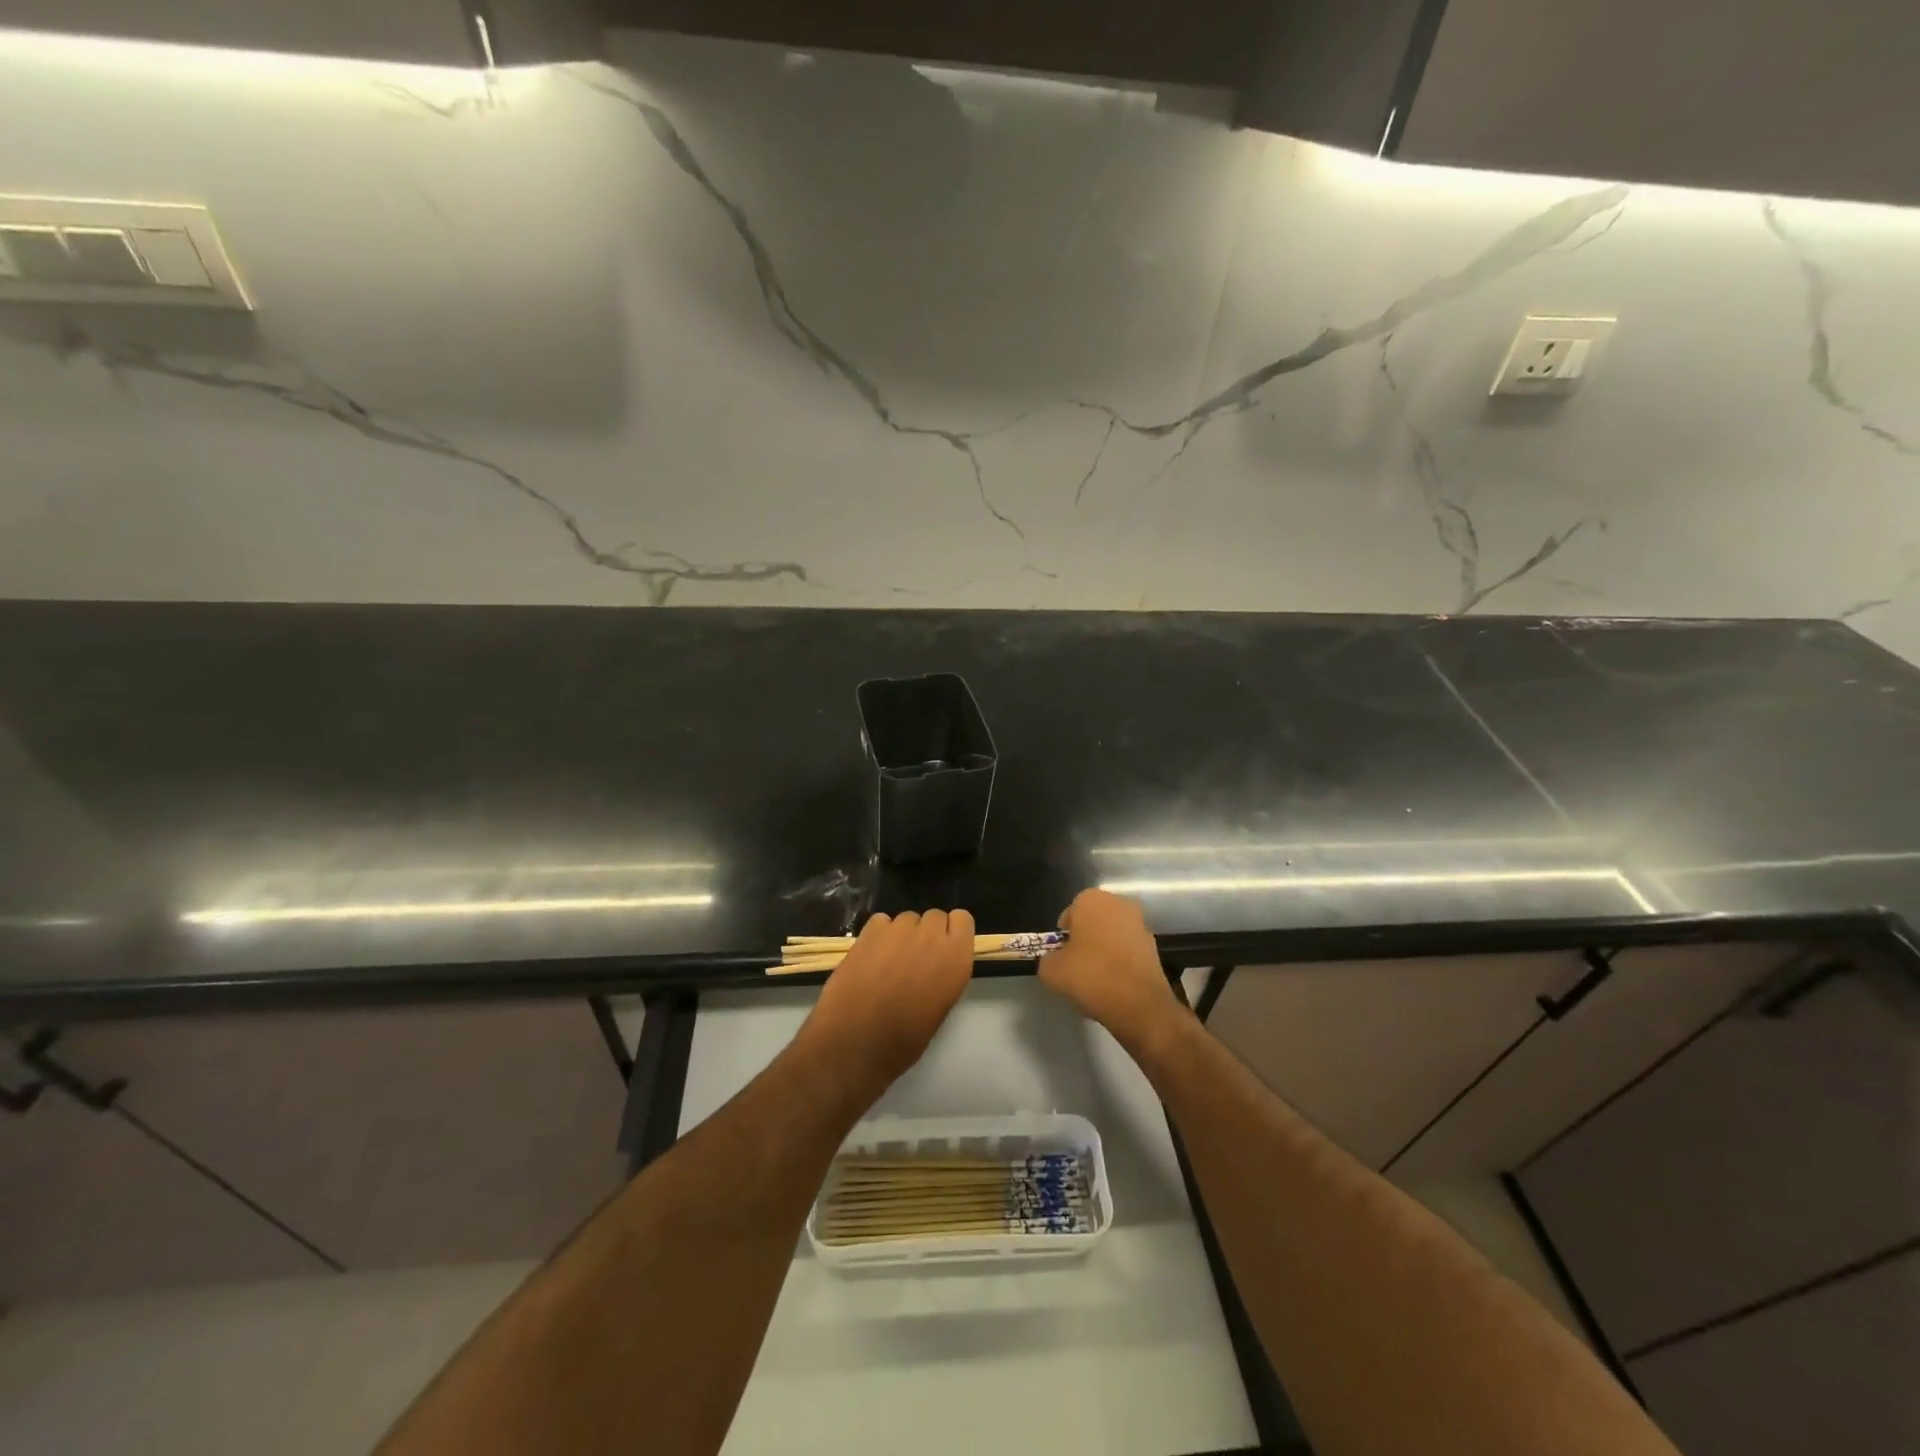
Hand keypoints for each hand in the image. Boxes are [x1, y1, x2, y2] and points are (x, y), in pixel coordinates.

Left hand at [801, 909, 975, 1092]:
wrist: (854, 1043)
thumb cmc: (902, 1041)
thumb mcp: (939, 1009)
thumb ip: (943, 975)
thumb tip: (934, 966)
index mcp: (956, 959)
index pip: (963, 919)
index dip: (951, 932)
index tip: (943, 950)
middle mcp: (931, 937)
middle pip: (935, 916)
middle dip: (927, 933)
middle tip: (914, 959)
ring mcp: (899, 930)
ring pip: (907, 918)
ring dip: (902, 934)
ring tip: (889, 961)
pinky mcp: (869, 931)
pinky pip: (881, 921)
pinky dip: (878, 935)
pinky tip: (870, 957)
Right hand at [1039, 890, 1183, 1051]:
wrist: (1139, 1004)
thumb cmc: (1090, 976)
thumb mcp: (1051, 970)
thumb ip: (1048, 958)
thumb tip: (1056, 959)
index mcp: (1092, 900)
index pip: (1070, 913)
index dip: (1064, 936)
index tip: (1062, 955)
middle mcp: (1119, 904)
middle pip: (1093, 921)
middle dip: (1085, 939)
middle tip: (1076, 965)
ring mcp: (1140, 924)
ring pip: (1112, 935)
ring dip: (1104, 950)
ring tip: (1096, 978)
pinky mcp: (1154, 947)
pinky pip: (1128, 950)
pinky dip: (1120, 962)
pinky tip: (1114, 984)